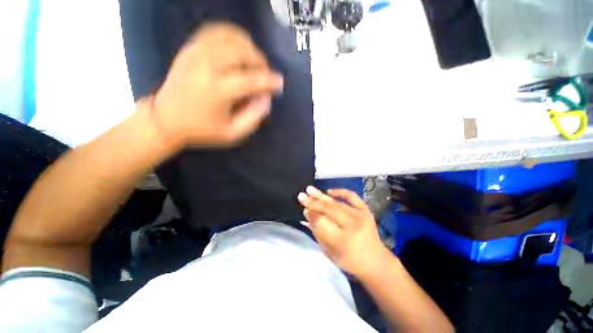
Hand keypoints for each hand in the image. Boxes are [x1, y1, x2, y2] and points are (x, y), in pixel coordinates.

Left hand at [152, 22, 283, 146]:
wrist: (165, 119)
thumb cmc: (202, 130)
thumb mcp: (233, 134)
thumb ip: (254, 117)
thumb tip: (266, 98)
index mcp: (218, 90)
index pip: (252, 79)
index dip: (270, 81)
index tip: (279, 84)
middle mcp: (207, 65)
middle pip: (243, 52)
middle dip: (261, 62)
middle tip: (265, 75)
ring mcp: (197, 52)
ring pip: (231, 36)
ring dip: (249, 47)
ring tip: (254, 62)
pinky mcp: (191, 47)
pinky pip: (215, 30)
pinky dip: (232, 35)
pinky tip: (238, 48)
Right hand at [297, 186, 390, 278]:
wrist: (375, 261)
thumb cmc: (349, 260)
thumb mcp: (329, 252)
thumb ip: (317, 232)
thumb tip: (307, 214)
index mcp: (342, 240)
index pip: (322, 222)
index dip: (311, 214)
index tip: (304, 209)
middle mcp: (352, 225)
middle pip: (329, 209)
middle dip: (313, 202)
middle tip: (301, 195)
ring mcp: (361, 216)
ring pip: (336, 203)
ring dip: (321, 196)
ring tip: (310, 189)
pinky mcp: (366, 210)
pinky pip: (351, 196)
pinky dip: (340, 191)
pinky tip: (329, 191)